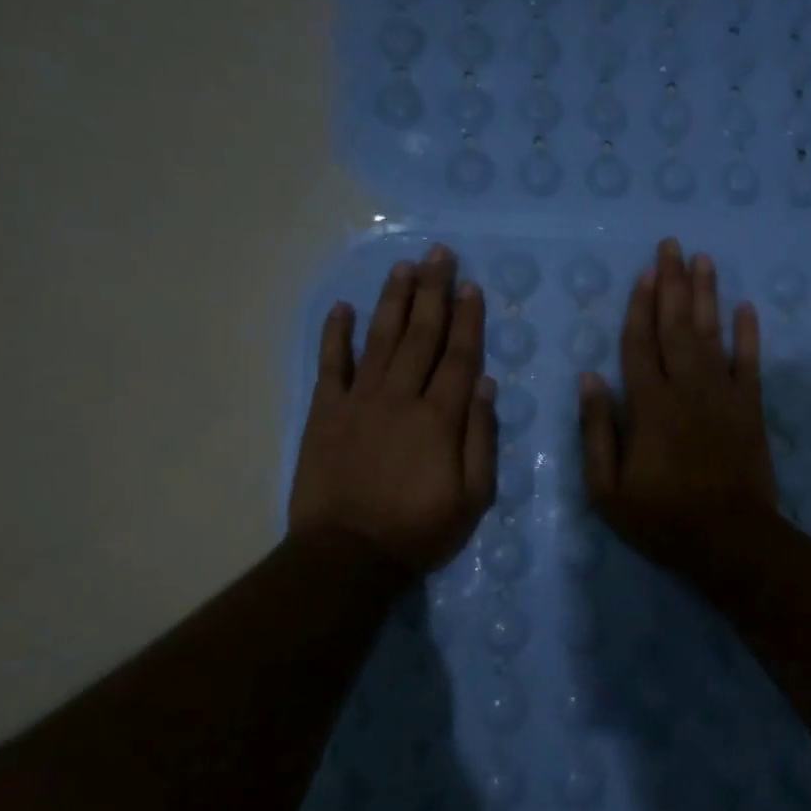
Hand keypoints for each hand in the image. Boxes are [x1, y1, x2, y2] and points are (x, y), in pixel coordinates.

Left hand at [289, 244, 496, 575]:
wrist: (347, 556)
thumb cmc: (419, 530)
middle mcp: (400, 398)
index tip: (472, 285)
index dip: (467, 319)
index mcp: (439, 418)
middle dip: (433, 292)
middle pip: (420, 335)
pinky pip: (331, 365)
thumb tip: (485, 384)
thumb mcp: (473, 497)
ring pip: (380, 339)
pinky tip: (343, 308)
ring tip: (404, 267)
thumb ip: (481, 438)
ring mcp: (358, 401)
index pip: (459, 356)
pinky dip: (335, 335)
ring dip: (393, 301)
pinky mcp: (325, 413)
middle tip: (439, 254)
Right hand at [579, 238, 778, 575]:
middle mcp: (686, 388)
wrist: (730, 540)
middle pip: (677, 326)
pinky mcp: (751, 409)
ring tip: (704, 259)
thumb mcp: (607, 488)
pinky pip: (751, 363)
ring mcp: (723, 395)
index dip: (639, 307)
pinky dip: (749, 334)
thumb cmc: (662, 518)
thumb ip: (597, 430)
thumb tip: (589, 378)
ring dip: (707, 295)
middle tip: (672, 245)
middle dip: (673, 283)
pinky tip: (746, 307)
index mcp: (648, 405)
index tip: (643, 272)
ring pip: (713, 334)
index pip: (639, 344)